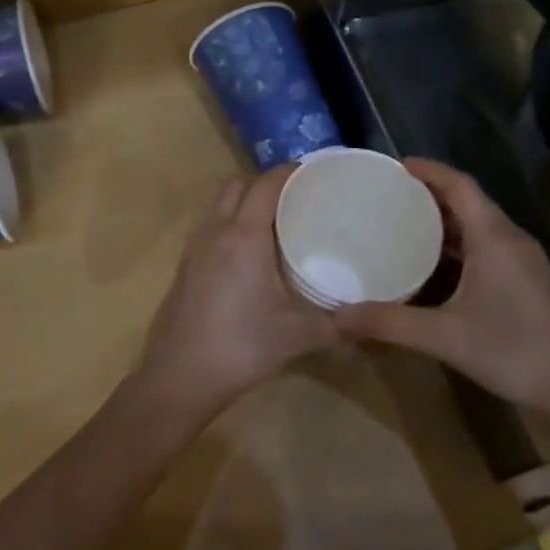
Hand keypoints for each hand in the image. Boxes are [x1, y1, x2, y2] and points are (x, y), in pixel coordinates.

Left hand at [136, 165, 341, 413]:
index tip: (316, 174)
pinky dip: (231, 221)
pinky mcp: (184, 266)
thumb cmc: (241, 347)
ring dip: (245, 200)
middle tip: (297, 197)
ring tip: (276, 220)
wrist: (178, 378)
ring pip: (219, 203)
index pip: (266, 184)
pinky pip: (210, 225)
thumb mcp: (298, 336)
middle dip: (266, 181)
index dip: (290, 171)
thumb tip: (371, 322)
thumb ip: (339, 326)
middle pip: (238, 184)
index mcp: (244, 236)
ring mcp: (194, 247)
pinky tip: (250, 252)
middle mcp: (216, 231)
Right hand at [335, 159, 549, 411]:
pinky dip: (458, 245)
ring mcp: (522, 260)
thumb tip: (339, 316)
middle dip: (430, 194)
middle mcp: (510, 239)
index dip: (428, 170)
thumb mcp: (444, 337)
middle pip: (468, 201)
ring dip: (444, 221)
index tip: (395, 166)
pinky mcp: (527, 280)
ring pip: (479, 225)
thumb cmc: (512, 351)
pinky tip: (435, 266)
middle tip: (389, 197)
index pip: (459, 185)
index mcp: (493, 237)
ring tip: (404, 225)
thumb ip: (390, 323)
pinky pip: (487, 246)